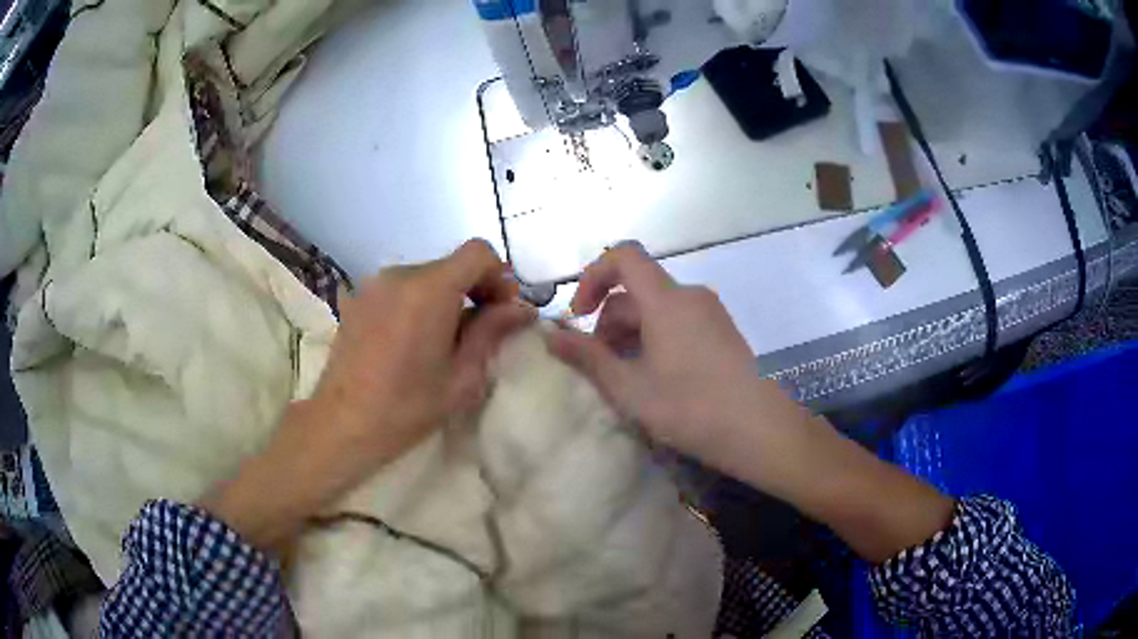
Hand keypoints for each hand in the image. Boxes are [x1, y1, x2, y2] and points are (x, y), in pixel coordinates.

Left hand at [200, 240, 534, 553]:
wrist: (342, 423)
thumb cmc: (406, 407)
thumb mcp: (461, 377)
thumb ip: (492, 332)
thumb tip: (523, 309)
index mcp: (429, 289)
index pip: (478, 253)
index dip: (499, 276)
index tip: (501, 312)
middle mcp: (400, 274)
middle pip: (452, 265)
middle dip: (474, 290)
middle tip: (479, 332)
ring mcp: (374, 284)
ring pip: (426, 277)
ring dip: (445, 298)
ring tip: (442, 341)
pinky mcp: (359, 298)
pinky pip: (401, 289)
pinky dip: (418, 303)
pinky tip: (412, 341)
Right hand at [546, 243, 786, 470]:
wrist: (758, 429)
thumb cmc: (690, 408)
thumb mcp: (630, 388)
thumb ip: (587, 358)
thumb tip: (550, 336)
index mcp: (666, 299)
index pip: (624, 256)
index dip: (593, 276)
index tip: (579, 316)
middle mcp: (690, 296)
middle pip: (637, 290)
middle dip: (608, 321)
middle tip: (599, 366)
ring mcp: (710, 313)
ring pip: (657, 309)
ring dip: (631, 334)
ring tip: (626, 379)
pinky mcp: (722, 332)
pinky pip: (679, 322)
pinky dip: (656, 339)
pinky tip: (656, 379)